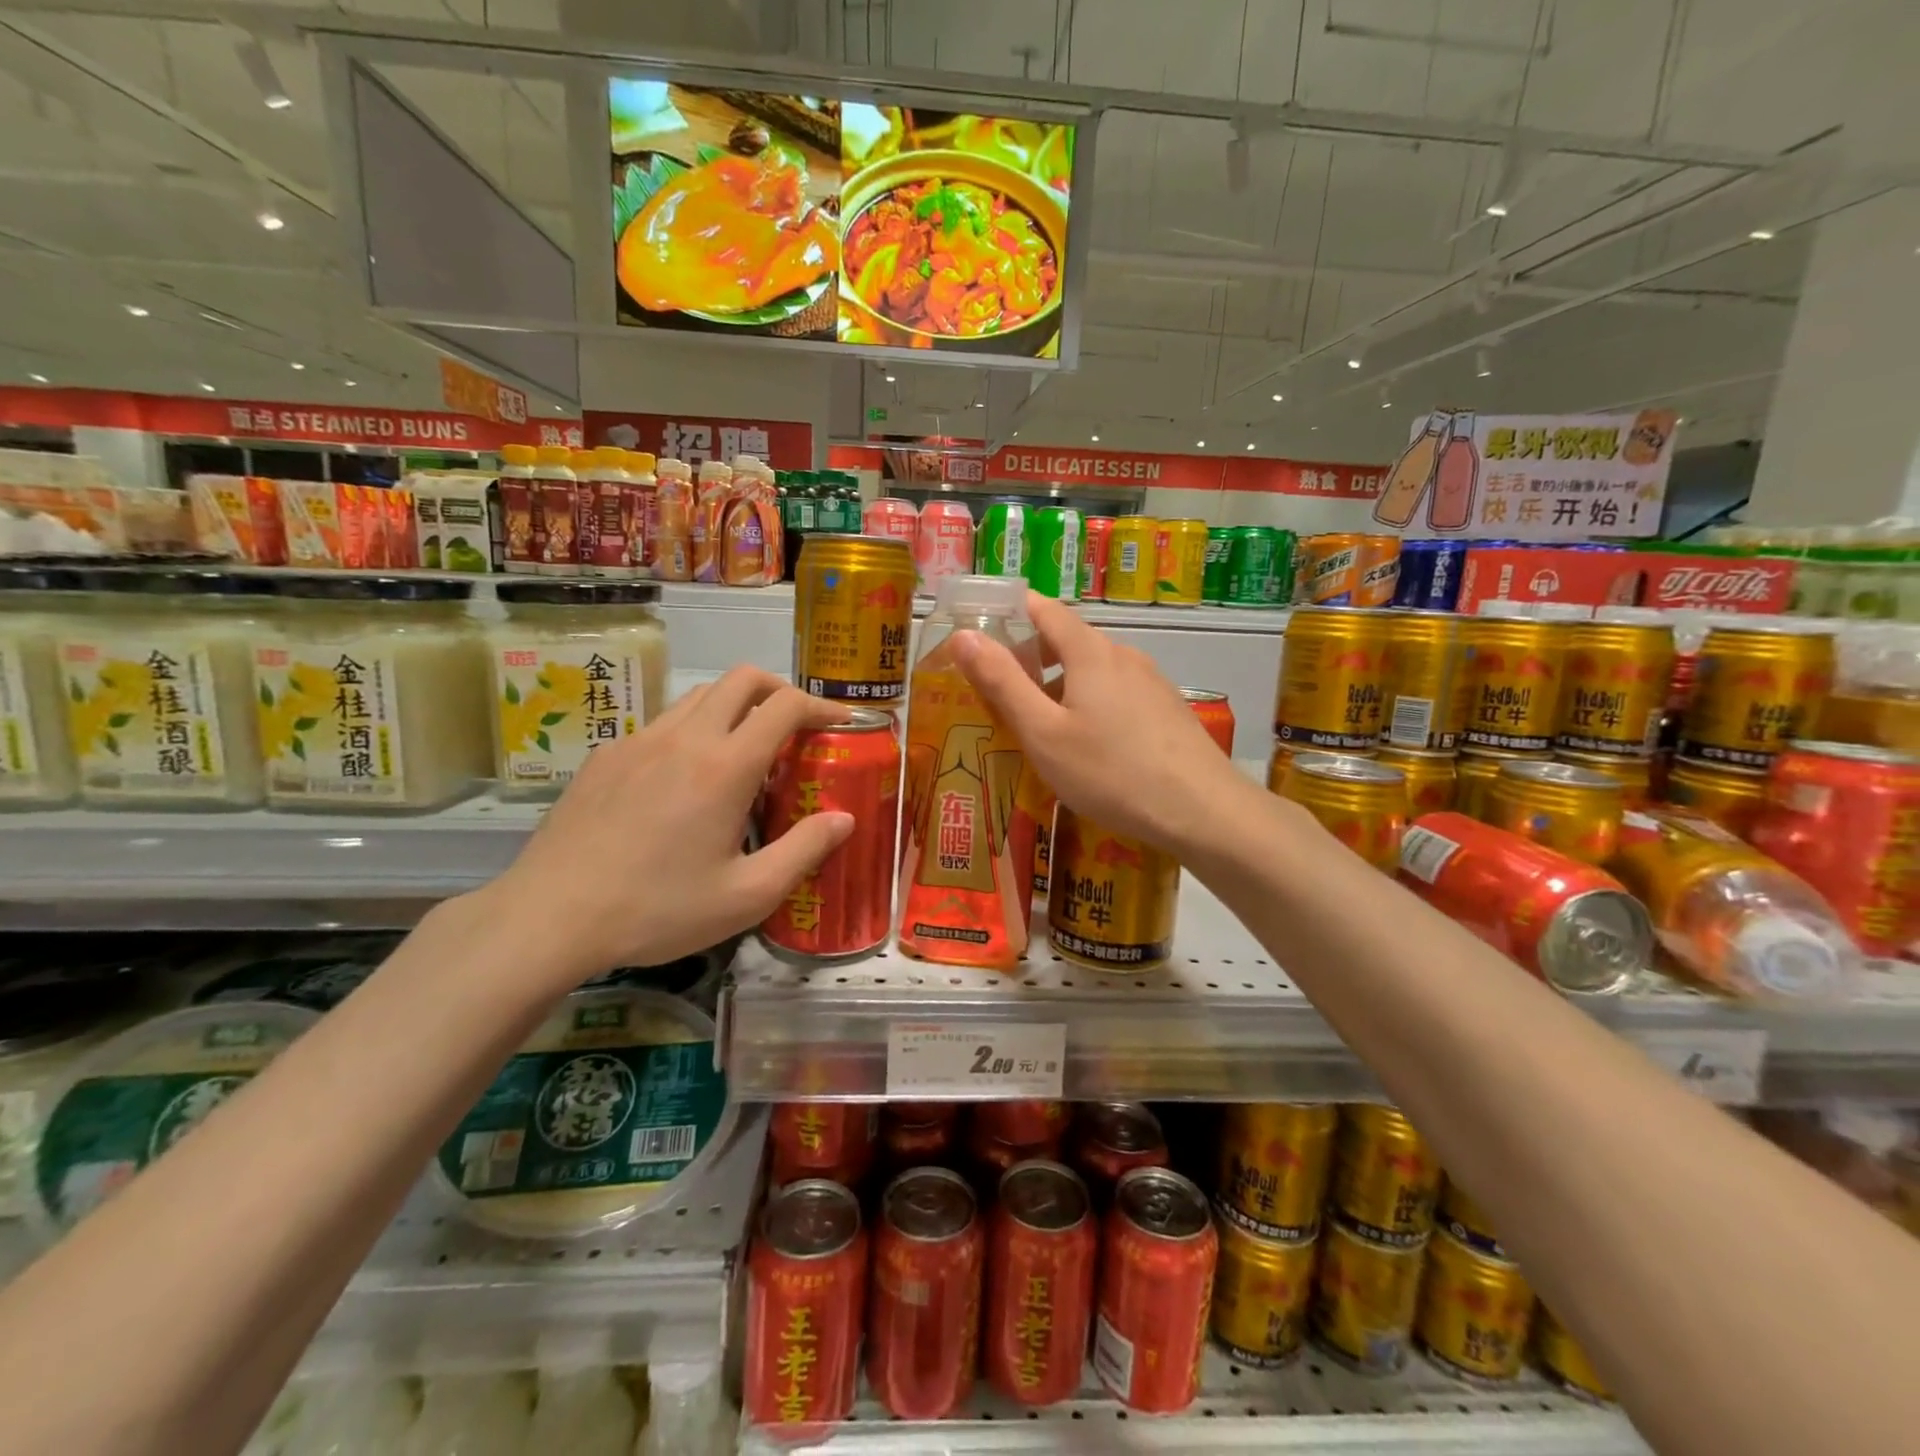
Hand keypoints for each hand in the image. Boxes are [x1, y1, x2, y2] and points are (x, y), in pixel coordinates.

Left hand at [482, 667, 855, 987]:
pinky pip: (662, 724)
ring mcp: (639, 741)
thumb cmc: (658, 910)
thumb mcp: (746, 896)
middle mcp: (684, 738)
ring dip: (734, 708)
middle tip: (796, 726)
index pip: (785, 705)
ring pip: (699, 696)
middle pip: (742, 679)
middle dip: (779, 690)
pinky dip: (692, 732)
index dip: (821, 705)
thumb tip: (845, 818)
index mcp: (725, 767)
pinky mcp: (606, 755)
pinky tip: (683, 782)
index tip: (841, 722)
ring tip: (743, 753)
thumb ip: (804, 851)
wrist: (550, 918)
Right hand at [951, 592, 1253, 854]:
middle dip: (1031, 656)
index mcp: (1090, 652)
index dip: (1010, 610)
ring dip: (1060, 684)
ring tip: (1039, 724)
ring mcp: (1151, 682)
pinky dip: (1089, 702)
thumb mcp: (1043, 732)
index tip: (980, 626)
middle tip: (1000, 689)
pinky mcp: (1166, 709)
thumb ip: (1002, 682)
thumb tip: (964, 635)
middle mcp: (1123, 655)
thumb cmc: (1111, 771)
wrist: (1202, 810)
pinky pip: (1117, 692)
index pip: (1044, 609)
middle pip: (1069, 640)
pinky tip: (1087, 745)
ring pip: (1094, 670)